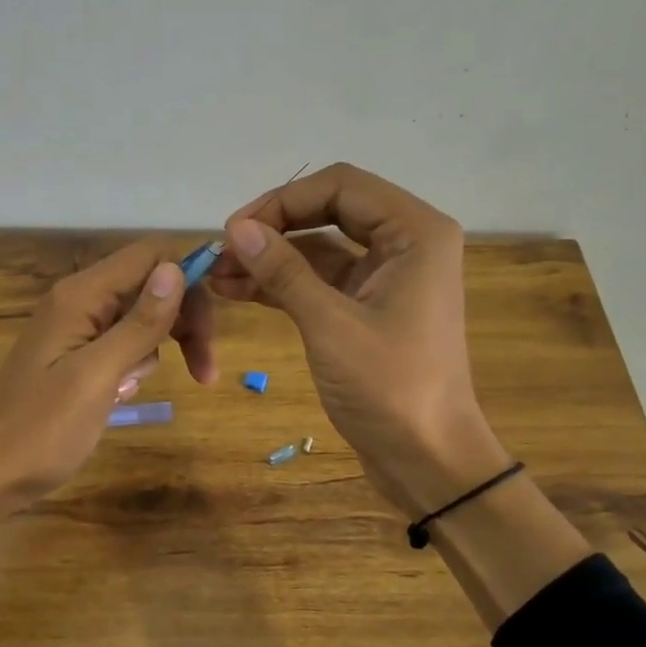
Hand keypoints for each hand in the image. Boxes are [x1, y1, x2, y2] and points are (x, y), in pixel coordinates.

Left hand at [0, 237, 213, 509]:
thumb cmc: (41, 429)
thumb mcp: (98, 375)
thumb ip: (139, 322)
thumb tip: (176, 268)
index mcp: (81, 295)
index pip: (150, 256)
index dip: (189, 281)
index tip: (212, 328)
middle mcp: (79, 300)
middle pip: (151, 286)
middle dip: (184, 321)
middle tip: (205, 372)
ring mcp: (76, 328)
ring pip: (141, 317)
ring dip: (158, 349)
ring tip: (133, 390)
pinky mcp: (76, 355)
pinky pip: (121, 344)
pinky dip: (134, 365)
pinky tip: (120, 395)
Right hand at [209, 163, 506, 512]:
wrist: (429, 460)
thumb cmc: (390, 389)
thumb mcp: (330, 325)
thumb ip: (284, 271)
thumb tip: (236, 228)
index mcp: (415, 232)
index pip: (341, 186)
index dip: (283, 200)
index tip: (235, 229)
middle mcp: (405, 242)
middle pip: (329, 210)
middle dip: (274, 228)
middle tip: (224, 249)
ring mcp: (386, 276)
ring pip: (320, 248)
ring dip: (271, 258)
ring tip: (217, 274)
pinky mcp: (368, 306)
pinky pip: (321, 280)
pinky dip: (283, 284)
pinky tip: (237, 291)